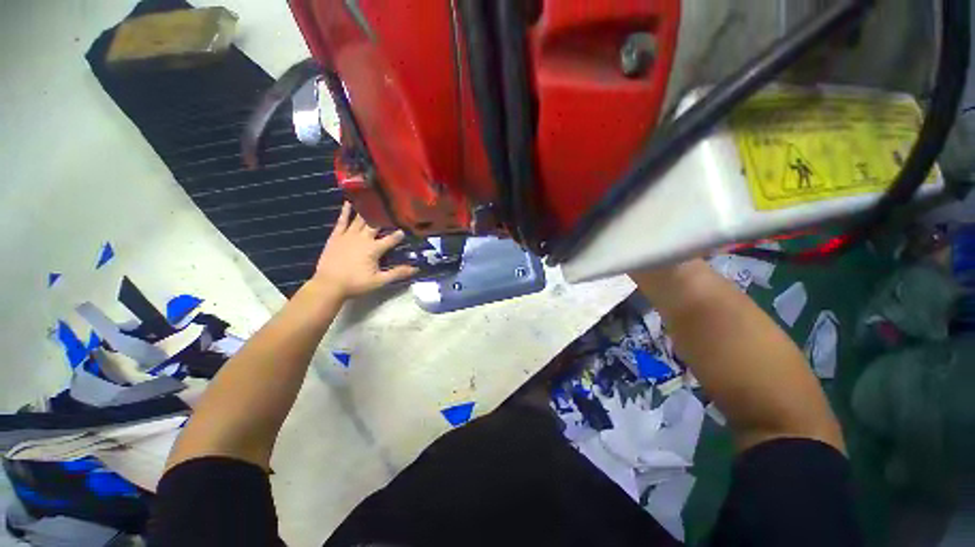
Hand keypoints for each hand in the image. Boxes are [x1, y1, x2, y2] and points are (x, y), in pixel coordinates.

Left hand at [312, 202, 418, 298]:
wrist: (329, 285)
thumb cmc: (356, 283)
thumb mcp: (380, 281)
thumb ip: (398, 273)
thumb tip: (416, 269)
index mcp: (374, 248)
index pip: (391, 239)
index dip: (399, 234)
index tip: (406, 229)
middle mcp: (362, 238)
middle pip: (375, 225)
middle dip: (384, 218)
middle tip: (391, 209)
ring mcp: (348, 235)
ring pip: (360, 220)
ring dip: (367, 211)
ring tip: (374, 201)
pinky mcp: (336, 236)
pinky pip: (342, 221)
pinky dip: (345, 212)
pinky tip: (348, 203)